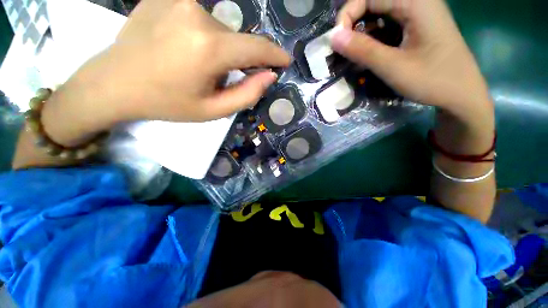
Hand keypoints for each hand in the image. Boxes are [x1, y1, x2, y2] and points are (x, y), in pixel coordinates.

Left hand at [41, 0, 289, 145]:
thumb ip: (247, 94)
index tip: (285, 61)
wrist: (114, 83)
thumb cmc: (167, 103)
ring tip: (195, 65)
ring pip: (219, 29)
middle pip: (235, 40)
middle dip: (236, 60)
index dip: (275, 55)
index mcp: (209, 47)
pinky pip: (200, 19)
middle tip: (217, 78)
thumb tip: (269, 76)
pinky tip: (181, 49)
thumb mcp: (213, 110)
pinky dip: (202, 37)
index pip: (256, 48)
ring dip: (218, 50)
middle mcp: (197, 13)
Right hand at [331, 0, 491, 119]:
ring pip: (379, 15)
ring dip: (362, 34)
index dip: (348, 14)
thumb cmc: (433, 80)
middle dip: (353, 25)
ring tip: (354, 56)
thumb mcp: (393, 67)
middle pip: (373, 3)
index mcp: (416, 2)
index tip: (337, 42)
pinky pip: (387, 25)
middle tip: (343, 51)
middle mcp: (417, 1)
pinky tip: (369, 55)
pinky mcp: (416, 26)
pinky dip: (373, 39)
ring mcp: (418, 14)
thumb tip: (333, 37)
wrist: (462, 94)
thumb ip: (363, 50)